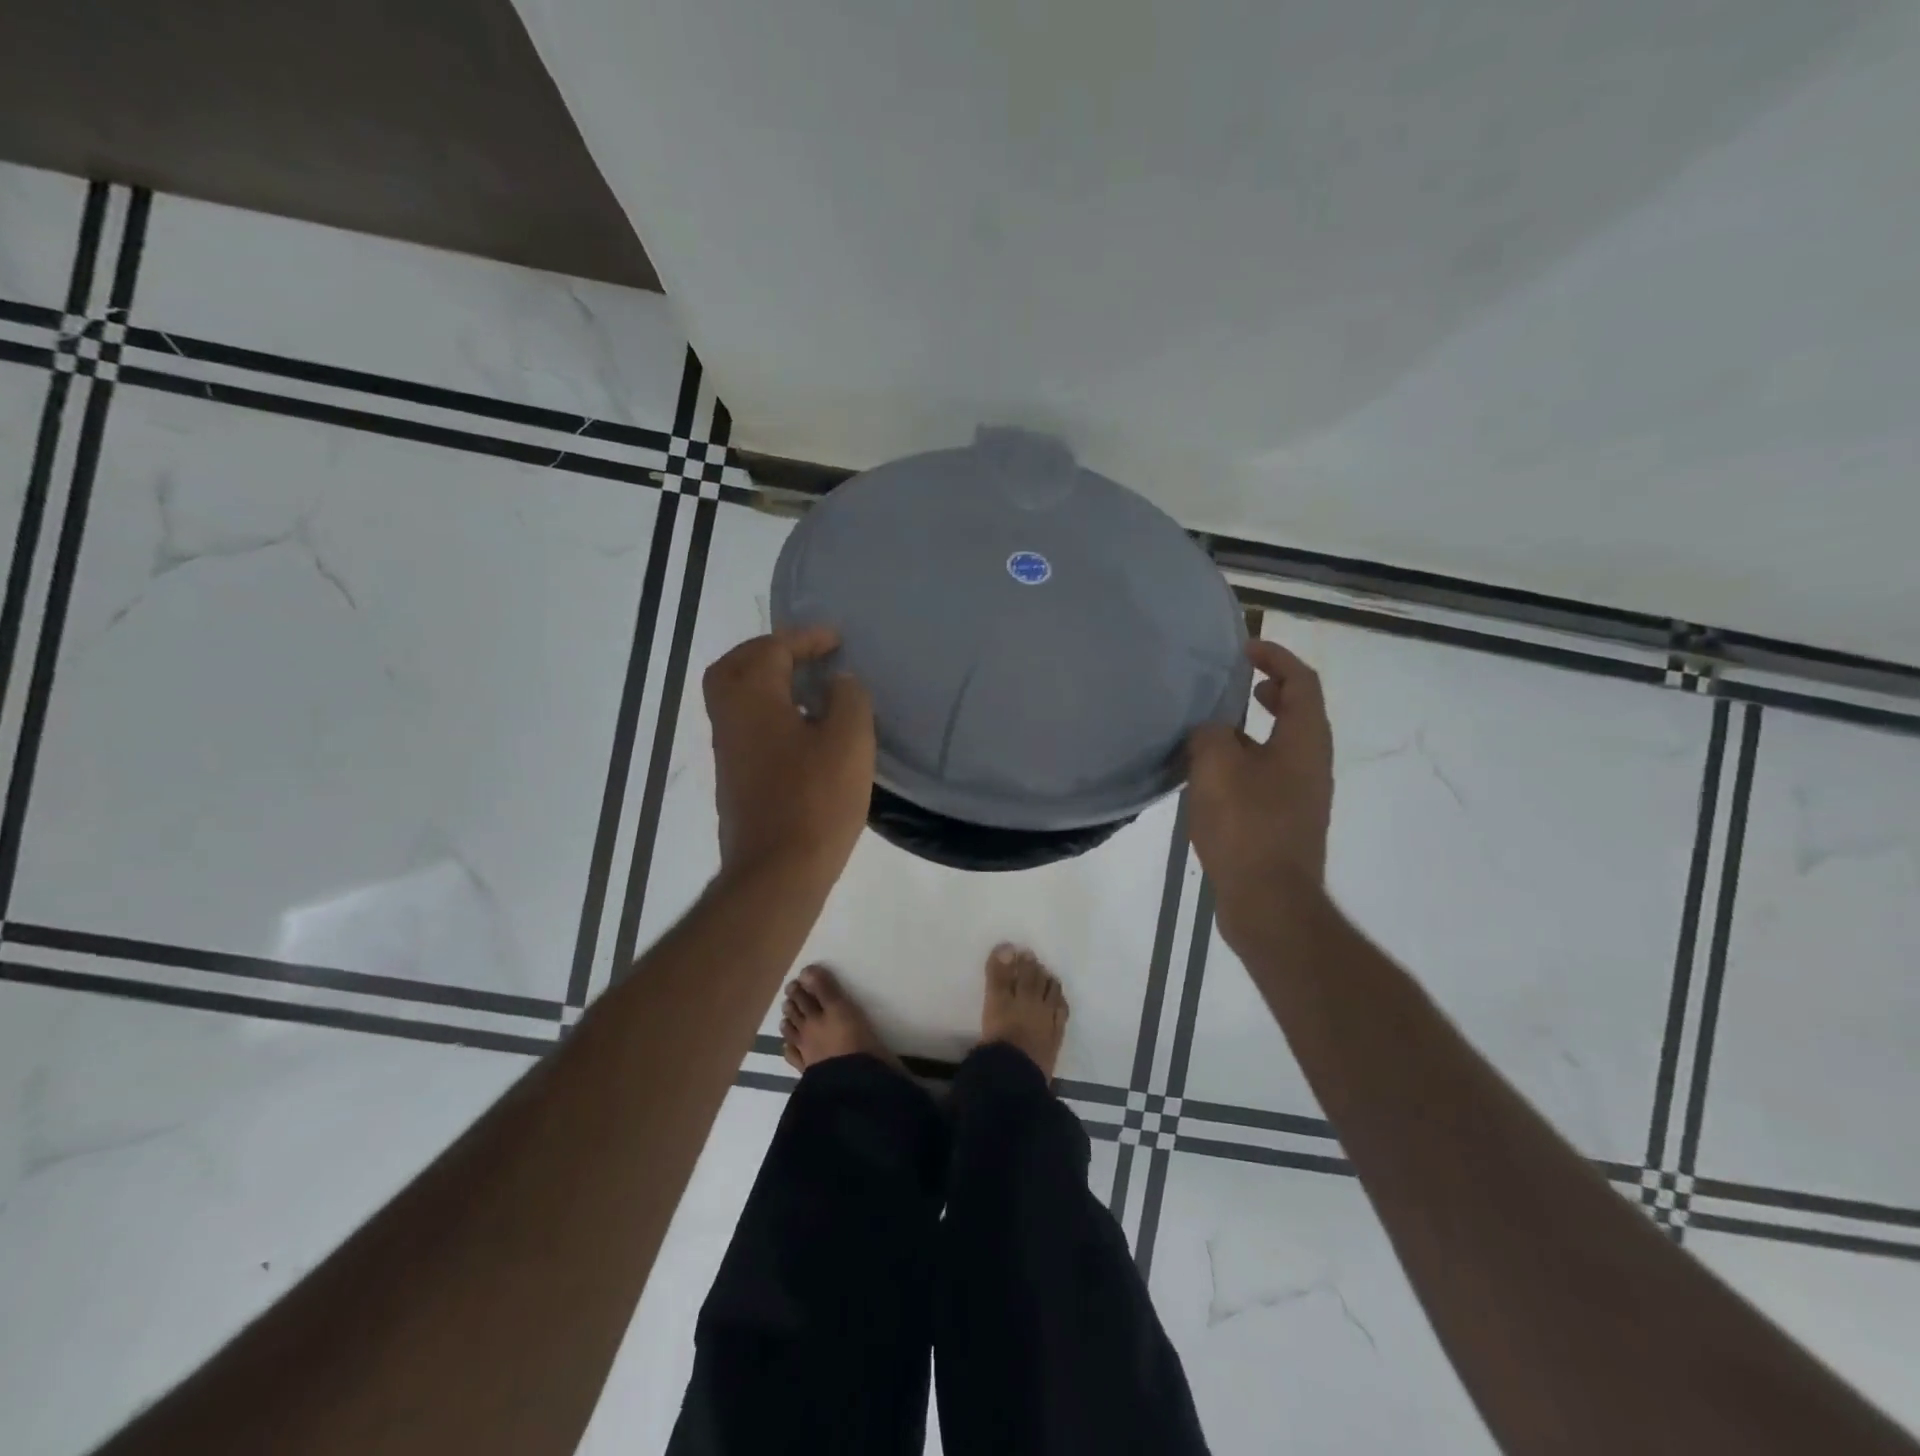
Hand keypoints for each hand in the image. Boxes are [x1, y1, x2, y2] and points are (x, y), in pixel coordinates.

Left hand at [704, 628, 874, 887]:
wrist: (778, 872)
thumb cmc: (816, 799)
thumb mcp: (850, 740)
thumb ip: (848, 698)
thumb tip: (838, 683)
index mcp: (752, 698)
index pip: (771, 648)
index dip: (806, 638)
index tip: (837, 641)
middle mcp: (729, 718)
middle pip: (736, 667)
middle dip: (770, 653)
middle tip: (806, 655)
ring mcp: (728, 751)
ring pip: (738, 698)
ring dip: (769, 683)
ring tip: (811, 689)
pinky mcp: (735, 779)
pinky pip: (748, 726)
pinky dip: (770, 712)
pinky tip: (805, 730)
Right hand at [1186, 638, 1333, 942]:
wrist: (1269, 902)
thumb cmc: (1246, 827)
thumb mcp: (1216, 768)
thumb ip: (1210, 735)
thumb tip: (1210, 732)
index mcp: (1303, 742)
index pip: (1302, 682)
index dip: (1277, 657)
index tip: (1245, 648)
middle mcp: (1312, 764)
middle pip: (1300, 713)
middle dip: (1272, 691)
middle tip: (1238, 684)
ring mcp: (1302, 796)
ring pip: (1283, 746)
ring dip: (1256, 729)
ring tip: (1216, 729)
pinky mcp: (1286, 822)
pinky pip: (1270, 775)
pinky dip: (1247, 760)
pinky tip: (1213, 776)